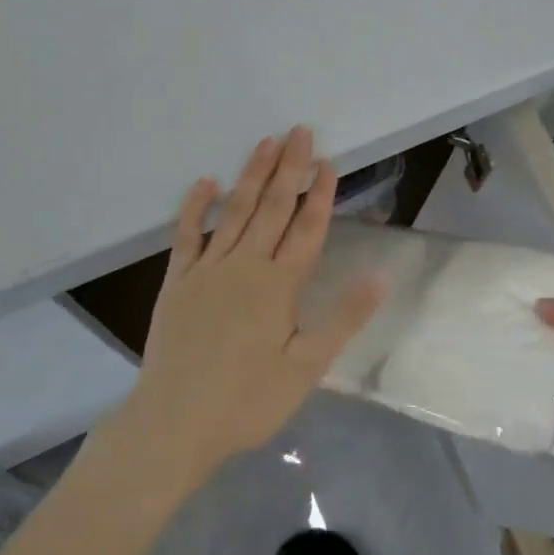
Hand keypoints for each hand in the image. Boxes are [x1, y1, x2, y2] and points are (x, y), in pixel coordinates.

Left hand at [130, 128, 385, 482]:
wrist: (173, 424)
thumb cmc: (248, 400)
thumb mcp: (307, 366)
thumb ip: (344, 317)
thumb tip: (380, 274)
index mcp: (279, 285)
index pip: (306, 228)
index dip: (320, 193)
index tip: (329, 162)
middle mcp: (245, 265)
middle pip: (272, 207)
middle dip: (289, 168)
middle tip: (300, 131)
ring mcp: (207, 269)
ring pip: (234, 211)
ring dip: (252, 175)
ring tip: (266, 142)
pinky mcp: (176, 281)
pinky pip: (186, 234)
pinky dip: (195, 205)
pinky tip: (205, 181)